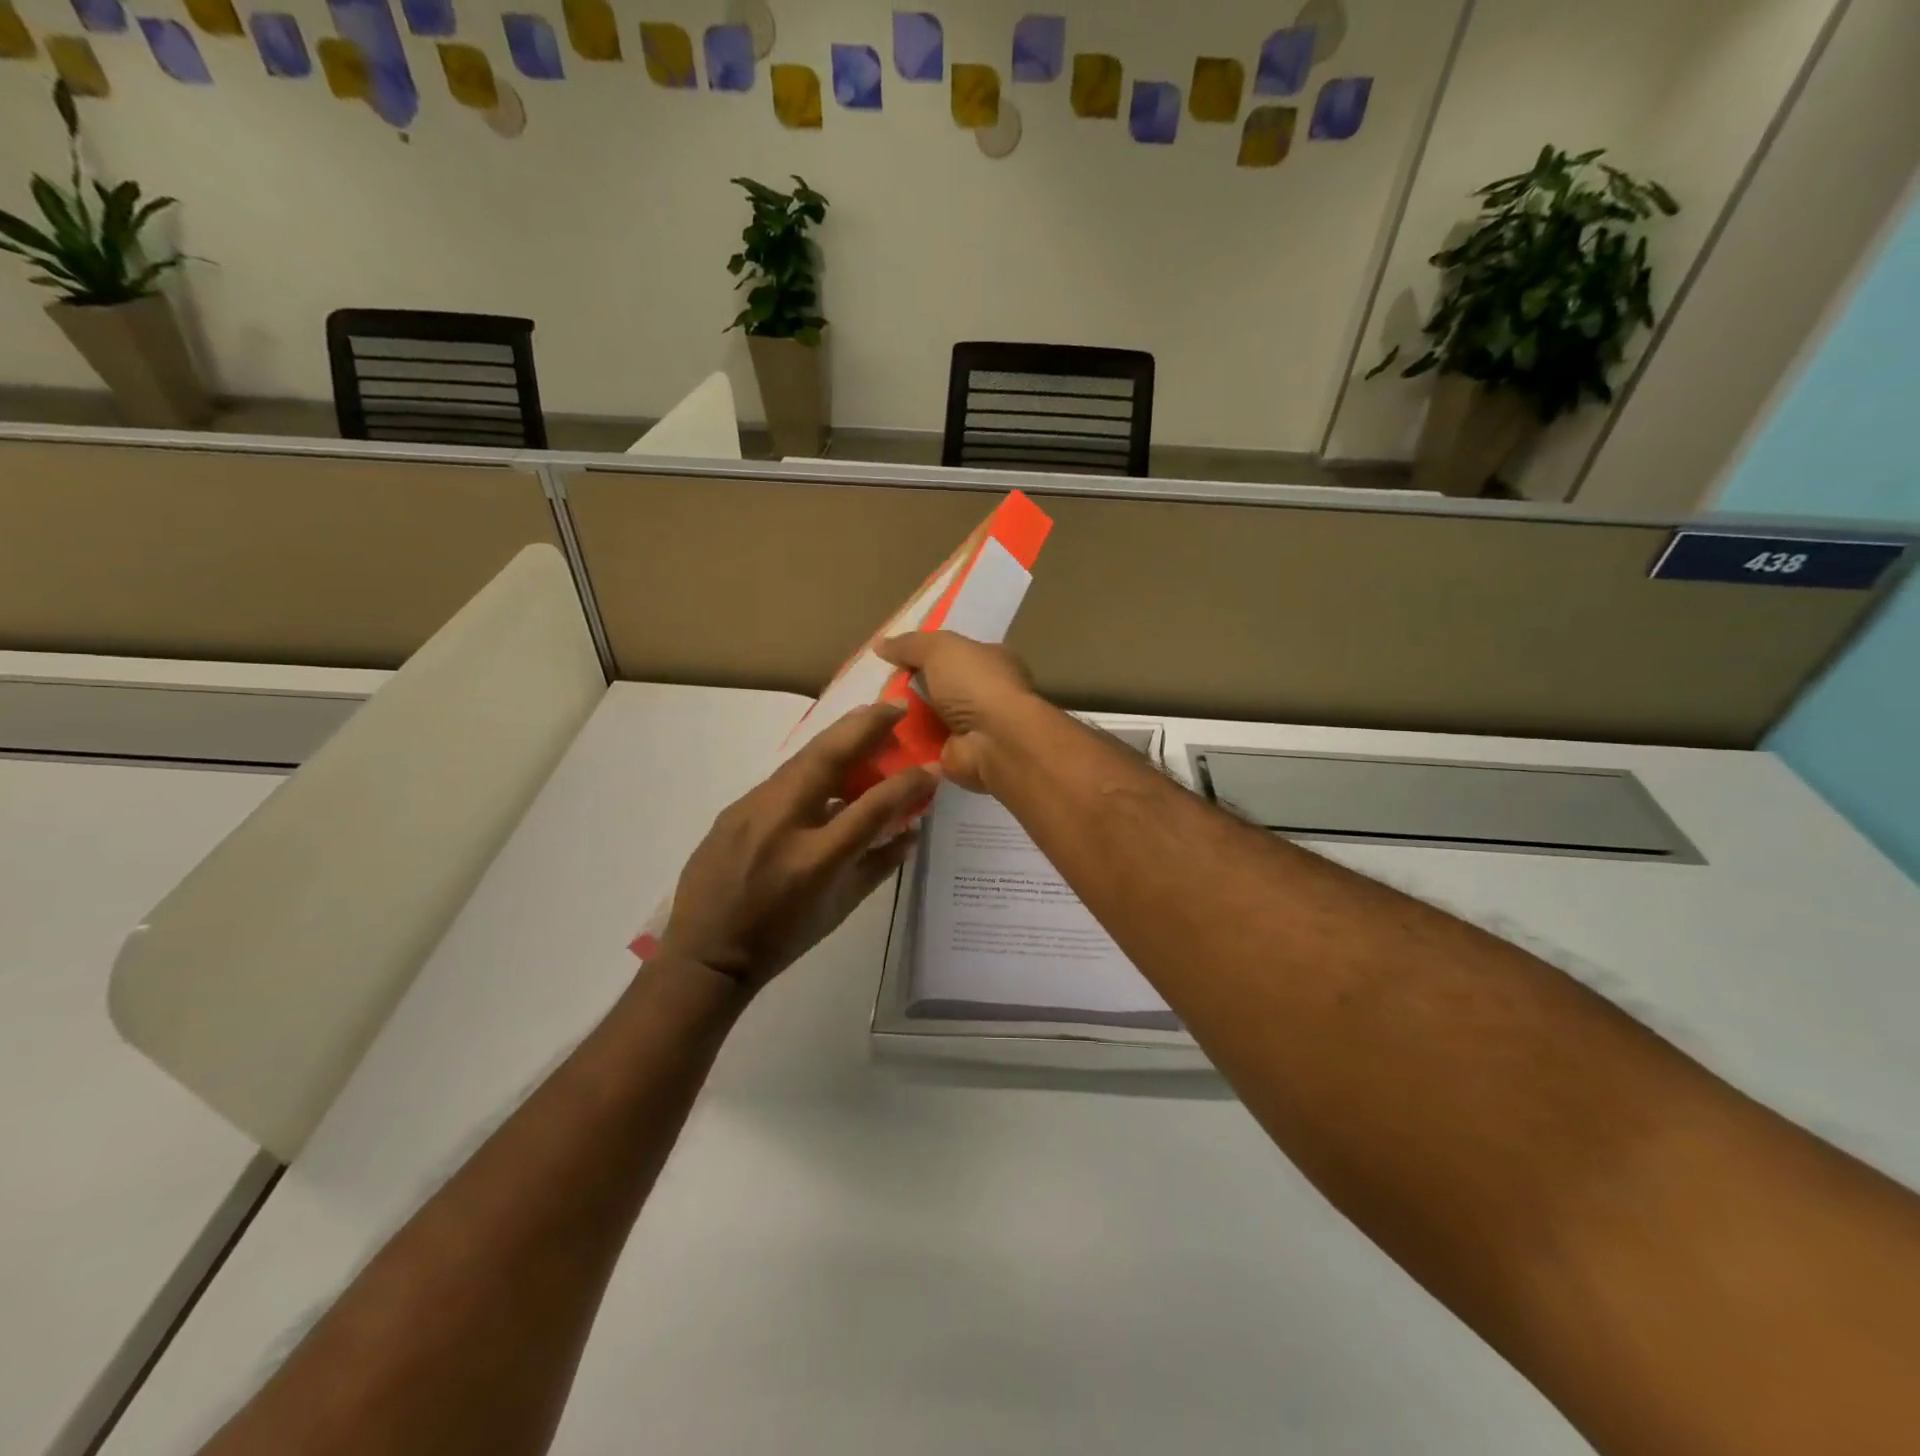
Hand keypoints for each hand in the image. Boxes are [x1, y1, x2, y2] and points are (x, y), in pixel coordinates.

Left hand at [660, 702, 936, 990]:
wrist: (706, 953)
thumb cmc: (782, 938)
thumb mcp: (840, 908)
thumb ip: (879, 865)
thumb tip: (912, 830)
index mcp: (816, 859)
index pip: (872, 807)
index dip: (908, 783)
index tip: (932, 766)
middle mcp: (782, 823)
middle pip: (829, 758)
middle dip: (866, 725)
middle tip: (895, 706)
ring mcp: (751, 810)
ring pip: (802, 760)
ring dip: (838, 738)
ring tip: (866, 724)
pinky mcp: (733, 808)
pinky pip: (781, 779)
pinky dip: (811, 766)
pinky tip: (826, 767)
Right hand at [875, 632, 1041, 793]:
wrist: (993, 742)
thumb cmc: (975, 685)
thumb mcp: (940, 649)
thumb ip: (910, 644)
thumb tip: (880, 644)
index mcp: (992, 660)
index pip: (956, 653)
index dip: (926, 653)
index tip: (893, 657)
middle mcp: (986, 692)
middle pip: (939, 686)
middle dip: (910, 687)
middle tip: (874, 687)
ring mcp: (973, 727)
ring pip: (929, 717)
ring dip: (903, 716)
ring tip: (870, 712)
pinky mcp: (958, 754)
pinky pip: (924, 745)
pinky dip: (905, 743)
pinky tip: (878, 738)